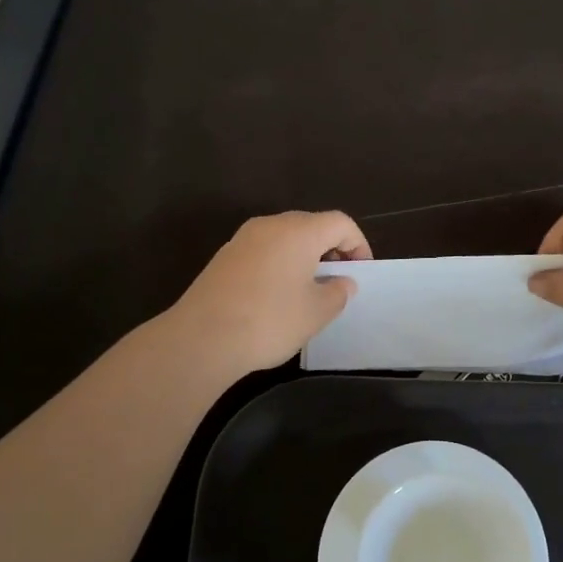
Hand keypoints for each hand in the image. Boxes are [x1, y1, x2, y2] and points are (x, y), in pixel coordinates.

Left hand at [167, 211, 371, 377]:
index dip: (358, 244)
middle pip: (312, 225)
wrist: (201, 339)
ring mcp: (243, 239)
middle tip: (338, 280)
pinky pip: (264, 251)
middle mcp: (271, 225)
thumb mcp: (316, 312)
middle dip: (331, 248)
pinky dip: (279, 264)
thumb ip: (337, 292)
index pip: (340, 222)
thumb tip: (342, 282)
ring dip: (304, 257)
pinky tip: (277, 296)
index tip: (361, 273)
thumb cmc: (270, 320)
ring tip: (309, 290)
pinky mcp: (224, 257)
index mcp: (300, 231)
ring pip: (285, 238)